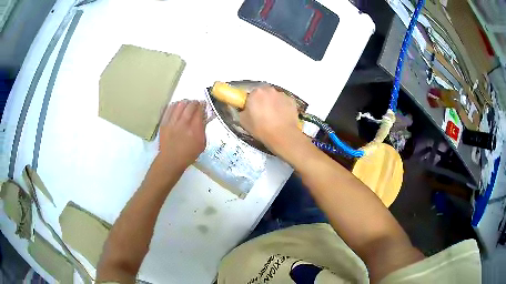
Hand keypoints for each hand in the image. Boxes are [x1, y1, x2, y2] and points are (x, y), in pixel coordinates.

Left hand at [158, 100, 205, 169]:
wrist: (171, 160)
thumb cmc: (188, 154)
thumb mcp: (202, 144)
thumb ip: (203, 129)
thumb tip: (205, 118)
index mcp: (194, 130)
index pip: (200, 111)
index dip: (203, 105)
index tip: (204, 105)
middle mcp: (183, 124)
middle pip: (190, 105)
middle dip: (195, 102)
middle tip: (197, 104)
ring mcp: (172, 122)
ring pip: (179, 104)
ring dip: (185, 102)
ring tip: (187, 104)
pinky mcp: (164, 123)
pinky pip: (169, 108)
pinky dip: (175, 105)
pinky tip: (177, 106)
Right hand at [239, 86, 302, 152]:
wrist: (281, 135)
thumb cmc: (260, 128)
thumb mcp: (243, 121)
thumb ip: (243, 111)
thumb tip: (246, 110)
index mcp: (256, 93)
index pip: (251, 94)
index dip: (251, 102)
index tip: (252, 110)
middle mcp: (269, 90)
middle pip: (264, 93)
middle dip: (263, 100)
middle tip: (262, 113)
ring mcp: (282, 95)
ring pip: (275, 97)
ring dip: (274, 103)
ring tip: (274, 117)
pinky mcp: (292, 101)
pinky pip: (285, 102)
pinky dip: (283, 107)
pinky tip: (282, 118)